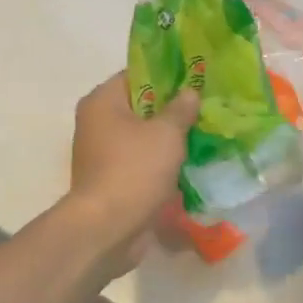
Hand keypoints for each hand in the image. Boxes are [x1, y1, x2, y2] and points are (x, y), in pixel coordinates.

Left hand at [68, 71, 199, 263]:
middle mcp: (97, 122)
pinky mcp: (112, 178)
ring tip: (203, 133)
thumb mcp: (166, 133)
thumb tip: (190, 92)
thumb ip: (181, 109)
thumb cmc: (134, 170)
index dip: (167, 74)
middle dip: (172, 107)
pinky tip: (189, 162)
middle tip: (205, 106)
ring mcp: (103, 153)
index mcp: (102, 101)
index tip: (196, 78)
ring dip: (169, 137)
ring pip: (143, 135)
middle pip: (141, 105)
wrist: (107, 228)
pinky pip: (141, 160)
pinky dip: (161, 161)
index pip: (137, 74)